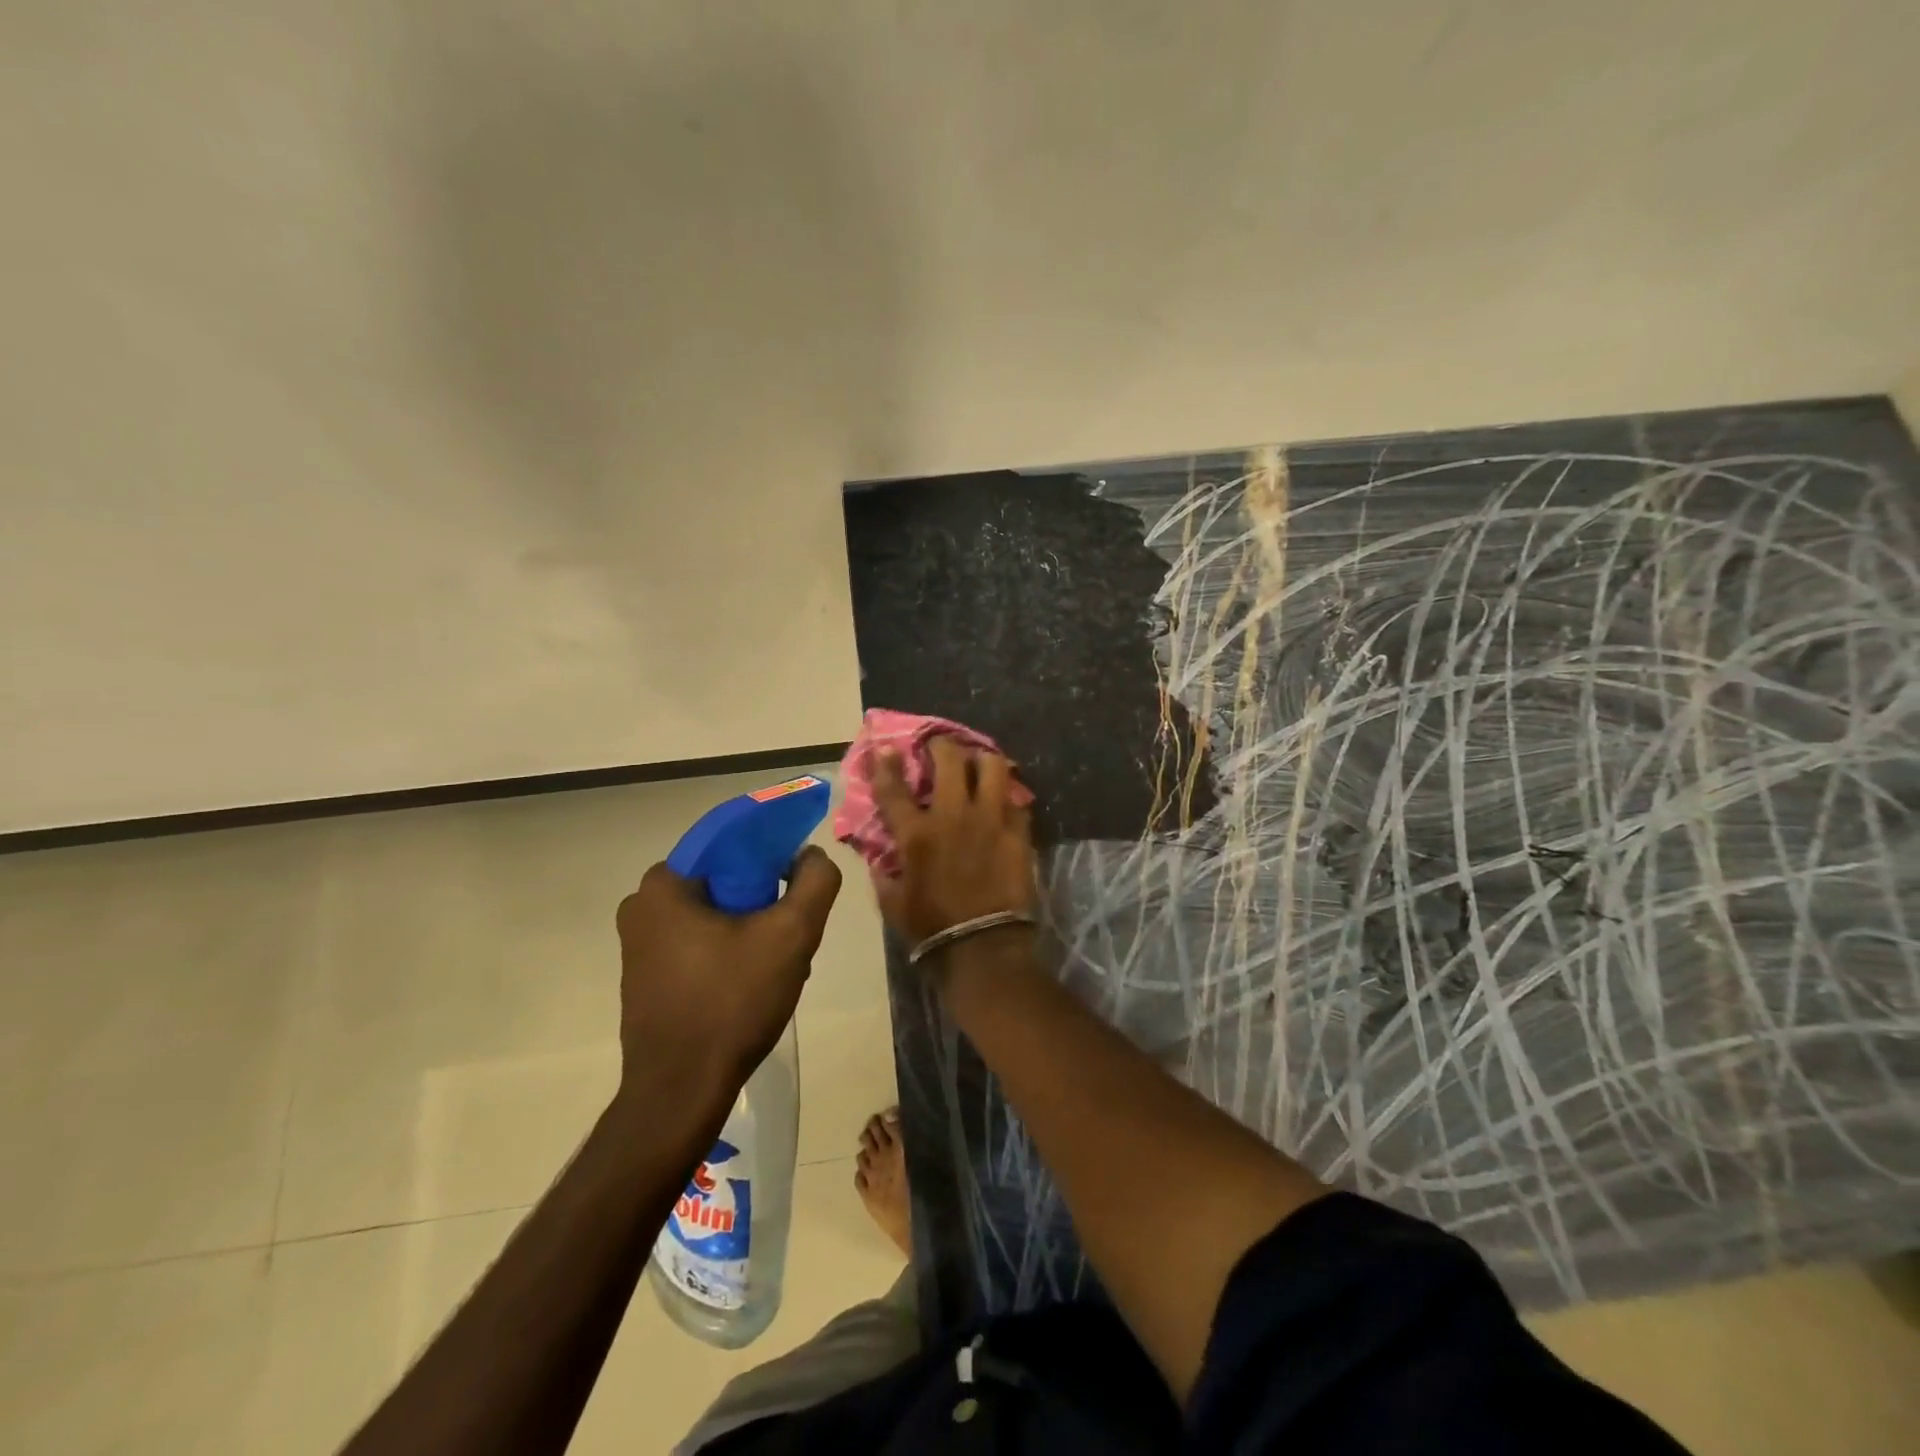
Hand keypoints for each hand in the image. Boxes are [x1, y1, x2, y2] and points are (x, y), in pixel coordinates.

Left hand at [614, 847, 841, 1100]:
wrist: (681, 1092)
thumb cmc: (732, 1004)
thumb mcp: (792, 934)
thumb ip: (815, 881)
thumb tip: (810, 855)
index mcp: (665, 884)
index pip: (730, 841)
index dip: (773, 849)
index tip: (801, 876)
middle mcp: (641, 905)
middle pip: (724, 879)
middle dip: (765, 897)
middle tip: (795, 927)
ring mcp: (639, 944)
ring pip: (714, 913)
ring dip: (751, 927)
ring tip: (782, 960)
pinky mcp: (646, 976)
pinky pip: (698, 942)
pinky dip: (730, 948)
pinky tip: (755, 980)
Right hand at [869, 737, 1036, 946]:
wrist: (983, 949)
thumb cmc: (931, 928)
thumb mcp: (892, 903)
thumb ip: (884, 872)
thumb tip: (881, 858)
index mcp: (916, 834)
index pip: (894, 788)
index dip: (887, 764)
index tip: (886, 749)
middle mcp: (953, 816)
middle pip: (950, 760)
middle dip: (942, 745)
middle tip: (941, 747)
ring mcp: (991, 821)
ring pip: (993, 767)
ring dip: (983, 759)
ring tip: (979, 763)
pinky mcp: (1018, 833)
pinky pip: (1017, 801)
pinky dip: (1007, 797)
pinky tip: (1003, 802)